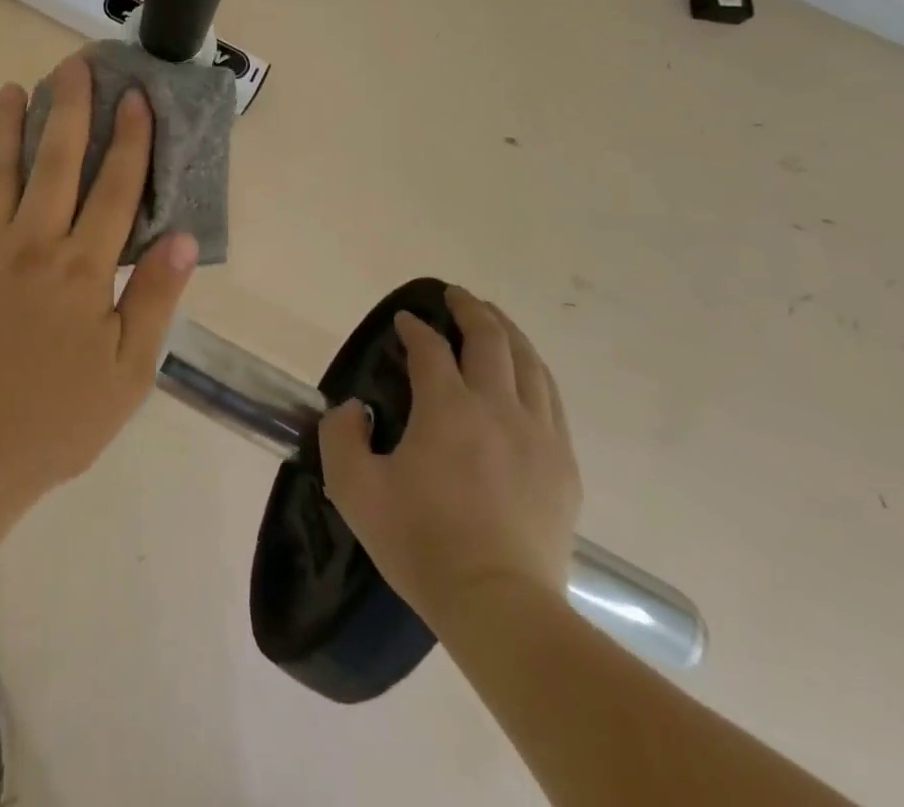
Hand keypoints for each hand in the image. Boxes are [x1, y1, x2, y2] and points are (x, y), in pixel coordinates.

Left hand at [0, 55, 198, 500]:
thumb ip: (154, 298)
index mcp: (82, 266)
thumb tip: (184, 238)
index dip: (129, 138)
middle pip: (55, 160)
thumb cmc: (56, 418)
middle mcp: (33, 243)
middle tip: (72, 64)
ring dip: (8, 125)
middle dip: (69, 107)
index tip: (135, 95)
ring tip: (13, 88)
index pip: (115, 186)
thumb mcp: (128, 371)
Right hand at [319, 286, 581, 630]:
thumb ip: (340, 435)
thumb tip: (354, 408)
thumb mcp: (353, 488)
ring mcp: (538, 435)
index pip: (430, 349)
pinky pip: (552, 399)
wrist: (499, 607)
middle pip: (490, 339)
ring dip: (508, 332)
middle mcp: (497, 408)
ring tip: (494, 319)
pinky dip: (535, 371)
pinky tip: (527, 373)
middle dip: (470, 310)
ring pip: (529, 363)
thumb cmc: (421, 543)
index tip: (403, 322)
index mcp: (447, 408)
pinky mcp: (563, 465)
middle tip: (454, 296)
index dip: (414, 328)